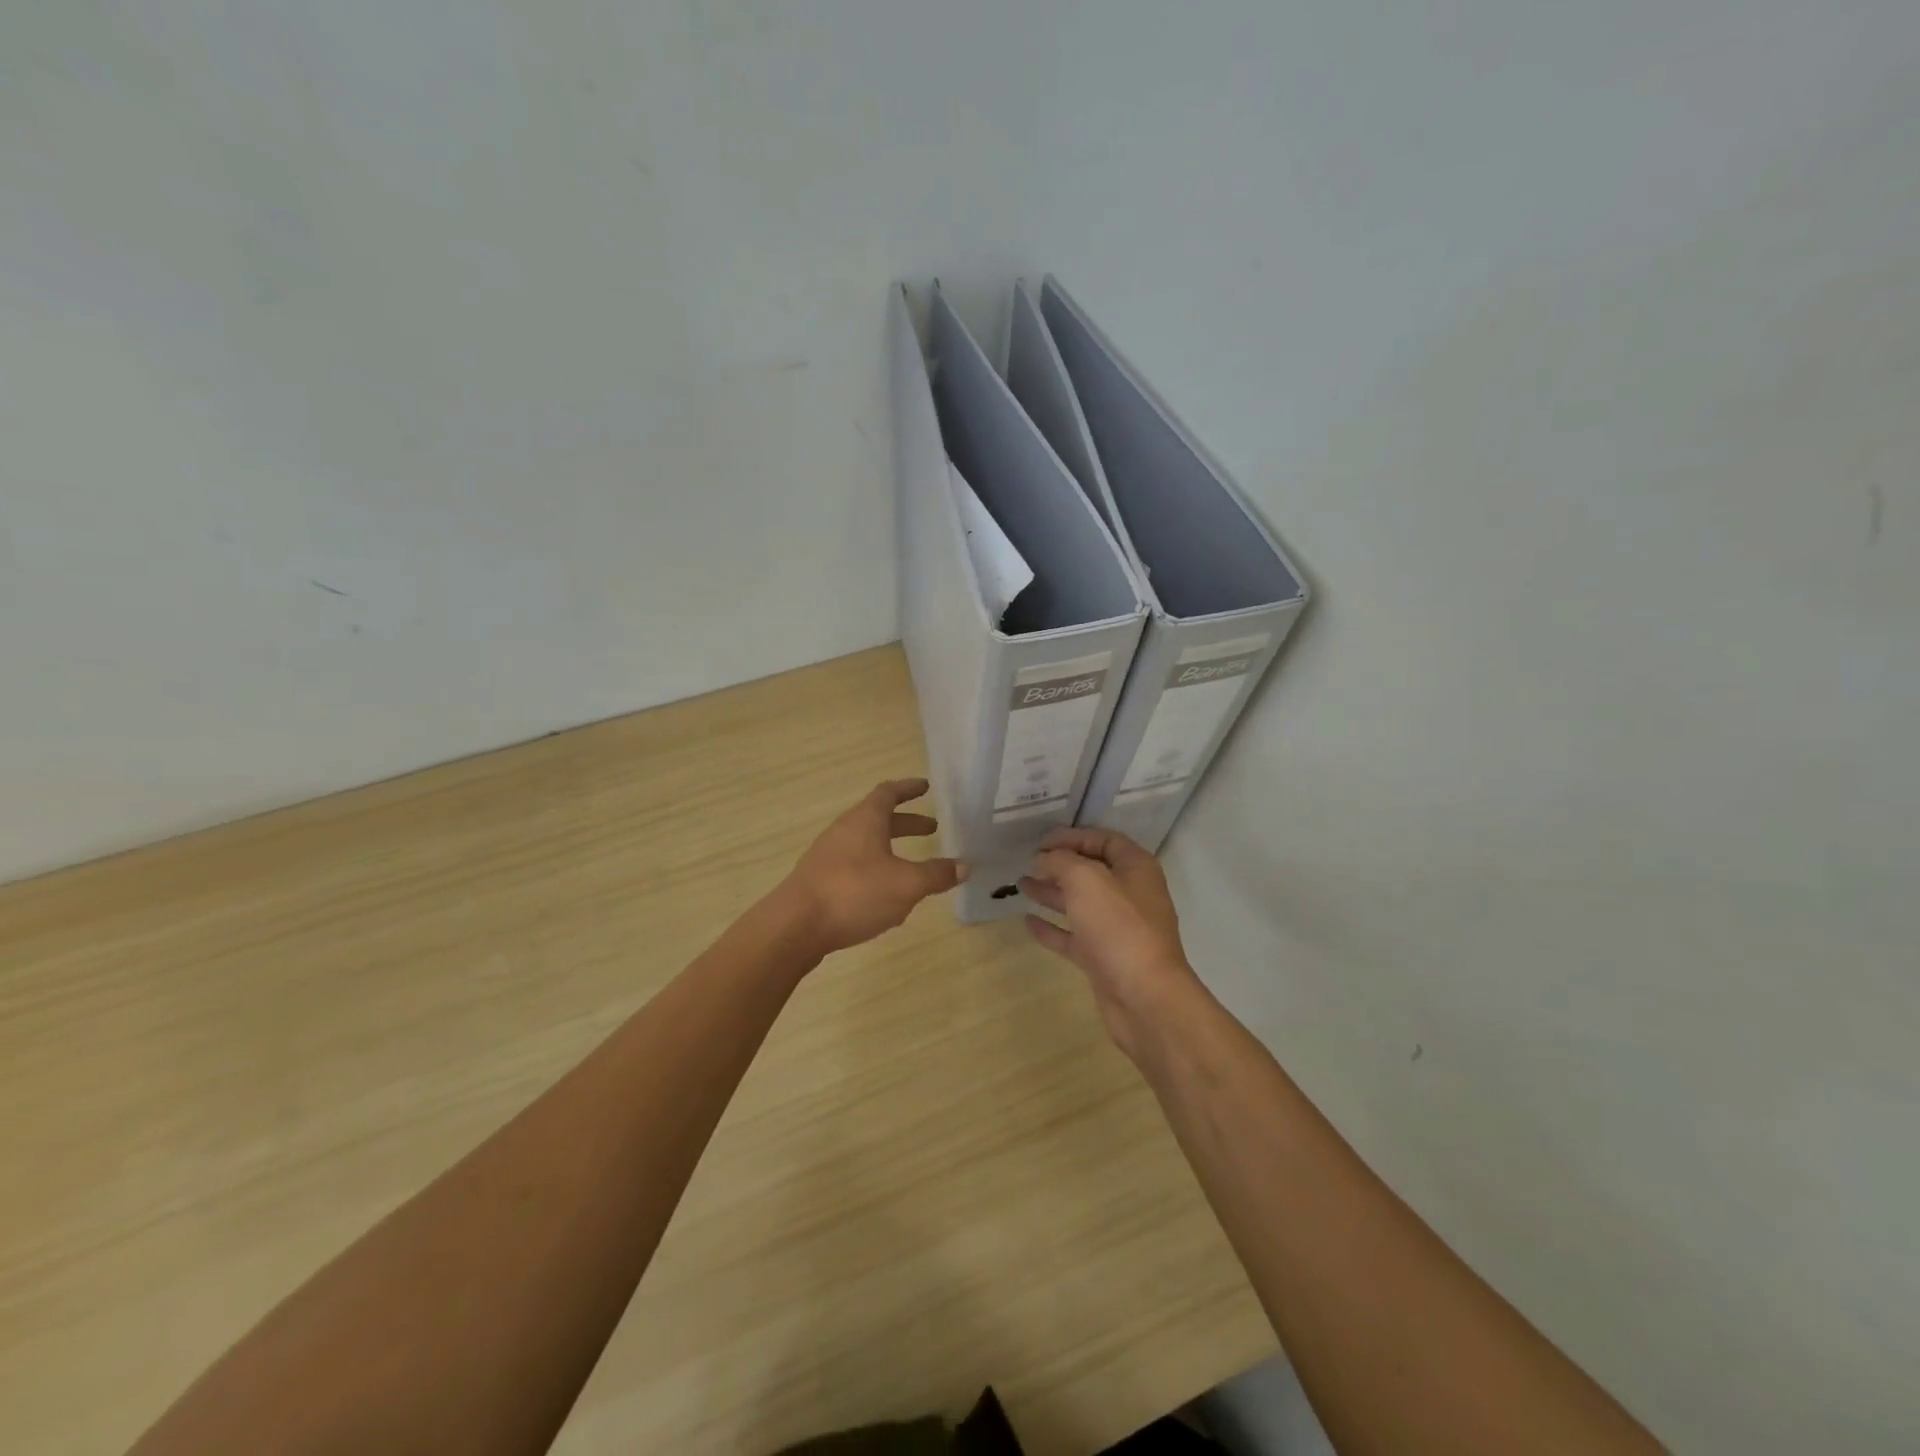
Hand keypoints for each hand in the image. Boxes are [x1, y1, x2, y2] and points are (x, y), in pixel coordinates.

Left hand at [779, 780, 967, 955]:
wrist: (795, 926)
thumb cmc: (855, 893)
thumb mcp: (906, 884)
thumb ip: (936, 874)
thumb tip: (964, 866)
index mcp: (865, 820)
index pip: (888, 792)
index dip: (908, 789)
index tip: (925, 787)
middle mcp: (844, 830)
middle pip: (878, 818)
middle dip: (906, 822)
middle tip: (932, 829)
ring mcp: (828, 855)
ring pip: (865, 843)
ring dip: (890, 848)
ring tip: (913, 866)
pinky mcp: (819, 880)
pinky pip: (854, 865)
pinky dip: (875, 869)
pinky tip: (885, 894)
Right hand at [1020, 827, 1199, 1057]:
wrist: (1144, 997)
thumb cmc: (1119, 926)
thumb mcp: (1086, 880)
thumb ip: (1061, 861)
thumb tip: (1043, 858)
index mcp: (1136, 868)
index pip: (1104, 840)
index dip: (1073, 836)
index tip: (1040, 841)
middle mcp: (1130, 895)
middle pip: (1091, 871)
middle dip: (1058, 865)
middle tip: (1026, 862)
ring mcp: (1117, 929)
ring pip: (1080, 904)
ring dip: (1051, 893)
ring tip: (1020, 885)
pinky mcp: (1104, 958)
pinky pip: (1074, 936)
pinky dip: (1052, 928)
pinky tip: (1027, 922)